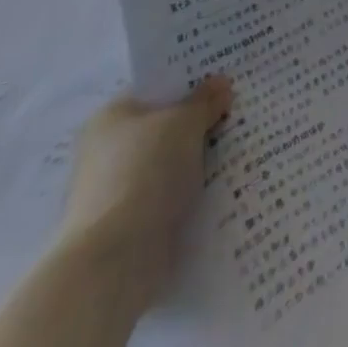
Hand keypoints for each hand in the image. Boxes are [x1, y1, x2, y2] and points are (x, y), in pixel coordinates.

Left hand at [57, 76, 232, 293]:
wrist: (112, 263)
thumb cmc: (144, 173)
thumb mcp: (184, 123)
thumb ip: (204, 101)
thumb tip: (221, 83)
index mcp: (111, 116)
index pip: (156, 89)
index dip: (190, 83)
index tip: (224, 83)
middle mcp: (107, 151)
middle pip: (164, 128)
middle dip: (198, 125)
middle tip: (237, 113)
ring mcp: (116, 193)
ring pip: (169, 166)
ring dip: (197, 163)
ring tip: (240, 151)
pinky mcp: (129, 229)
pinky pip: (169, 200)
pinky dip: (191, 196)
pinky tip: (223, 189)